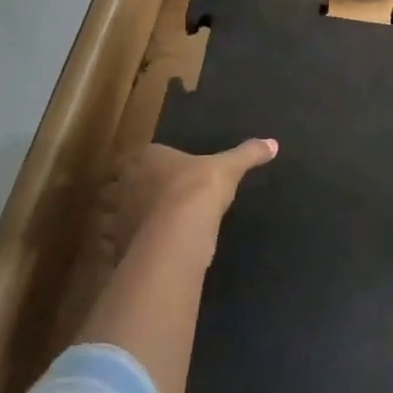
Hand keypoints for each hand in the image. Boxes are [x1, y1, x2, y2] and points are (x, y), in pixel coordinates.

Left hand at [96, 138, 277, 269]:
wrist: (178, 232)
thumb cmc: (199, 188)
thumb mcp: (230, 168)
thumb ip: (248, 154)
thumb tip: (273, 143)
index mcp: (148, 157)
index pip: (148, 154)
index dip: (158, 162)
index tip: (171, 171)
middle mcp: (128, 182)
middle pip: (129, 182)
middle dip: (140, 188)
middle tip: (159, 197)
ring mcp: (120, 214)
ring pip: (122, 212)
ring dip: (132, 217)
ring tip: (152, 226)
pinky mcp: (119, 243)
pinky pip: (123, 241)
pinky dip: (133, 244)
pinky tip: (150, 249)